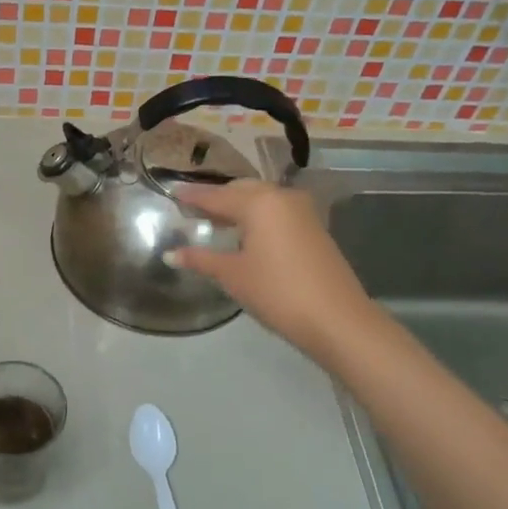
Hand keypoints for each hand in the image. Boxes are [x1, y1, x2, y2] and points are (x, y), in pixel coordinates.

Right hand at [168, 181, 378, 365]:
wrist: (336, 318)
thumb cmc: (277, 292)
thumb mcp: (233, 275)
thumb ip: (201, 259)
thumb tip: (171, 254)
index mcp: (259, 202)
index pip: (216, 195)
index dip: (193, 196)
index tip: (172, 193)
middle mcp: (281, 197)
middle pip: (241, 190)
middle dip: (217, 198)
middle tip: (193, 210)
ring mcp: (302, 211)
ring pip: (262, 199)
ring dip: (238, 207)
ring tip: (215, 222)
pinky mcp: (314, 227)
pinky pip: (277, 212)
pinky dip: (257, 217)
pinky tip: (245, 234)